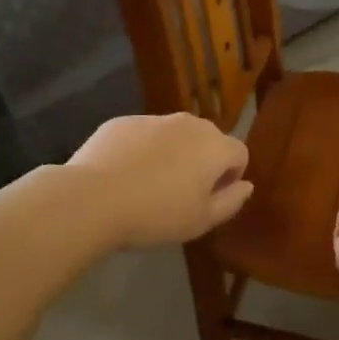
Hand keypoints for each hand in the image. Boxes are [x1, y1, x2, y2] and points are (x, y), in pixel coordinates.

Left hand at [67, 114, 252, 248]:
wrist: (92, 198)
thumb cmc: (156, 214)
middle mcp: (189, 124)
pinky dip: (142, 150)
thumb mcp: (202, 220)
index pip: (239, 153)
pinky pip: (143, 135)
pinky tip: (124, 176)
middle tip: (183, 193)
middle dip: (203, 161)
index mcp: (214, 146)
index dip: (231, 176)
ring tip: (150, 185)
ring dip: (173, 154)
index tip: (211, 198)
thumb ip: (231, 201)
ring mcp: (153, 119)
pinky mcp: (122, 121)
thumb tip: (246, 185)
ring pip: (174, 135)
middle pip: (208, 140)